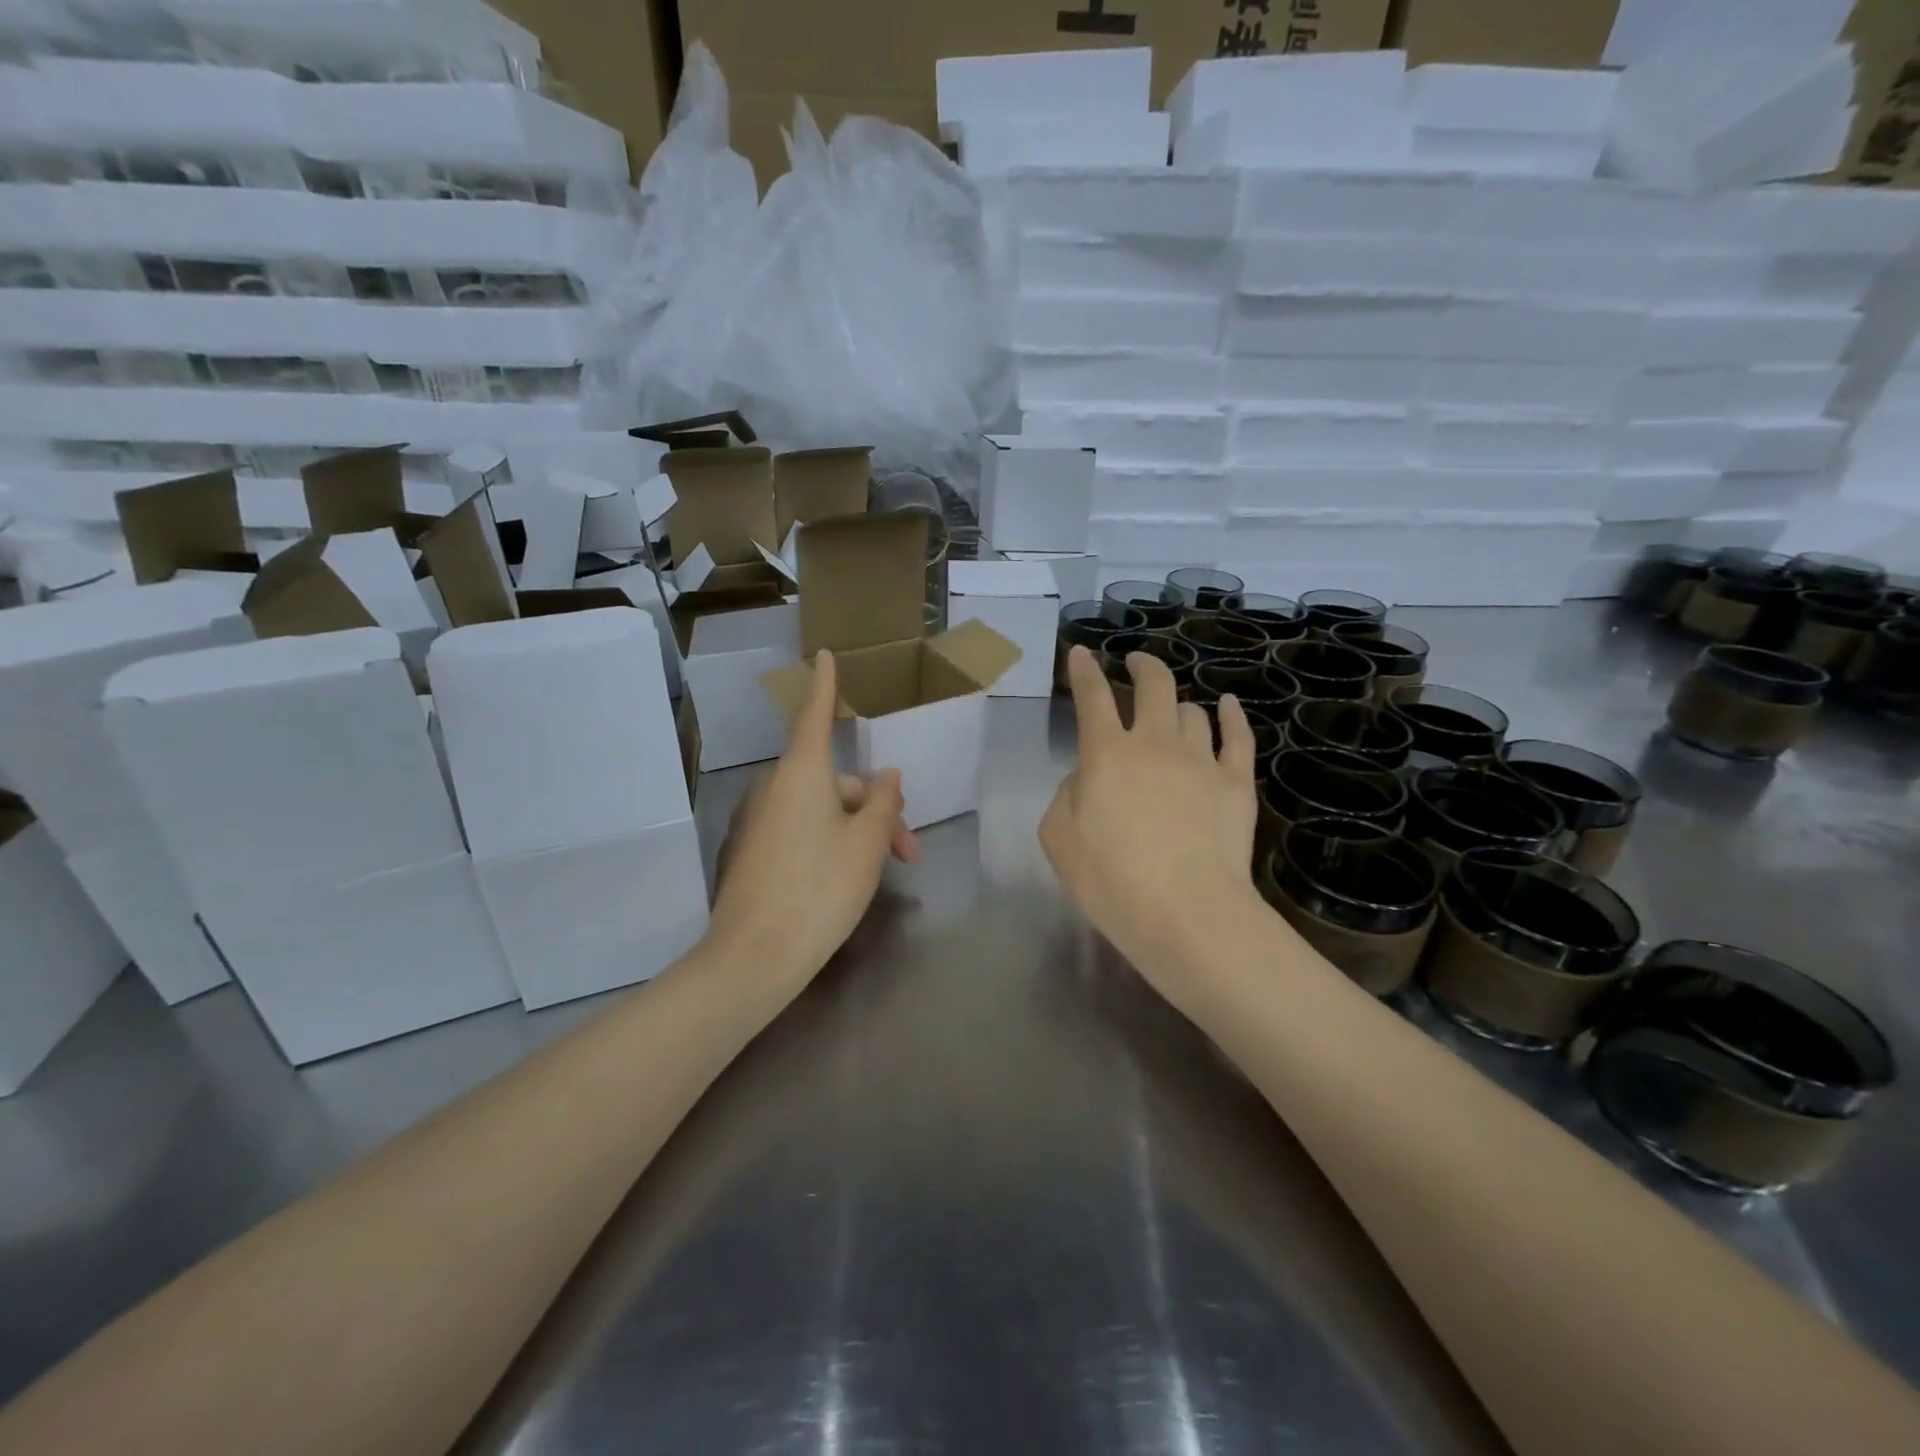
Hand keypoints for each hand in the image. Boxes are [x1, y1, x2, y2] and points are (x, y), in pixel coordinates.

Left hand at [707, 649, 917, 991]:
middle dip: (877, 809)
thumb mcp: (868, 843)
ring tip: (886, 871)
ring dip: (858, 831)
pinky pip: (801, 832)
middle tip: (908, 853)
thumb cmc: (821, 888)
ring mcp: (760, 821)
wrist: (755, 956)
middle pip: (836, 782)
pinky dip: (830, 844)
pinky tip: (847, 880)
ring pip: (822, 811)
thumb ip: (884, 802)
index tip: (825, 655)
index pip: (816, 715)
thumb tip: (886, 777)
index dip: (826, 686)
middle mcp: (776, 788)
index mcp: (802, 773)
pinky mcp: (753, 852)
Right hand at [1040, 645, 1263, 1004]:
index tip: (1081, 653)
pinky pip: (1238, 736)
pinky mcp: (1237, 782)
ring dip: (1178, 706)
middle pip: (1153, 685)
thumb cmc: (1111, 880)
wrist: (1187, 913)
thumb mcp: (1058, 839)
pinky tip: (1227, 706)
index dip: (1084, 670)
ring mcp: (1201, 759)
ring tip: (1174, 712)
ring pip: (1193, 711)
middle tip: (1135, 663)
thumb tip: (1086, 778)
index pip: (1092, 697)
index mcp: (1106, 753)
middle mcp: (1155, 742)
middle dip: (1142, 666)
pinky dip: (1231, 716)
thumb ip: (1066, 796)